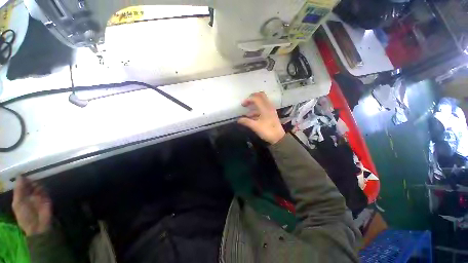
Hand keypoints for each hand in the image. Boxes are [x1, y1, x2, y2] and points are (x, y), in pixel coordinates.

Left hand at [12, 176, 51, 235]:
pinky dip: (43, 189)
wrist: (38, 225)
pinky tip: (41, 190)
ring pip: (38, 185)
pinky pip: (45, 190)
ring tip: (36, 187)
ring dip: (37, 185)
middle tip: (30, 180)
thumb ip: (19, 190)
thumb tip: (20, 175)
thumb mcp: (18, 203)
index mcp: (21, 196)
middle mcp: (29, 195)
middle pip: (30, 184)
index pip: (21, 185)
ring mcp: (38, 196)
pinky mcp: (46, 198)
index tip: (23, 174)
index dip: (22, 179)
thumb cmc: (25, 216)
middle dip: (30, 181)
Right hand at [238, 92, 285, 143]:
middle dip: (252, 98)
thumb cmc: (267, 131)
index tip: (242, 105)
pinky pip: (263, 108)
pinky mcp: (271, 114)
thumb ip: (246, 122)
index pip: (256, 98)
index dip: (248, 99)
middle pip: (261, 96)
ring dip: (254, 105)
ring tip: (247, 113)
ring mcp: (270, 110)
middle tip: (246, 103)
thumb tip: (238, 120)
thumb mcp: (255, 126)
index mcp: (265, 108)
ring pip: (262, 102)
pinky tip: (252, 117)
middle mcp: (268, 106)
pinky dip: (257, 110)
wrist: (278, 138)